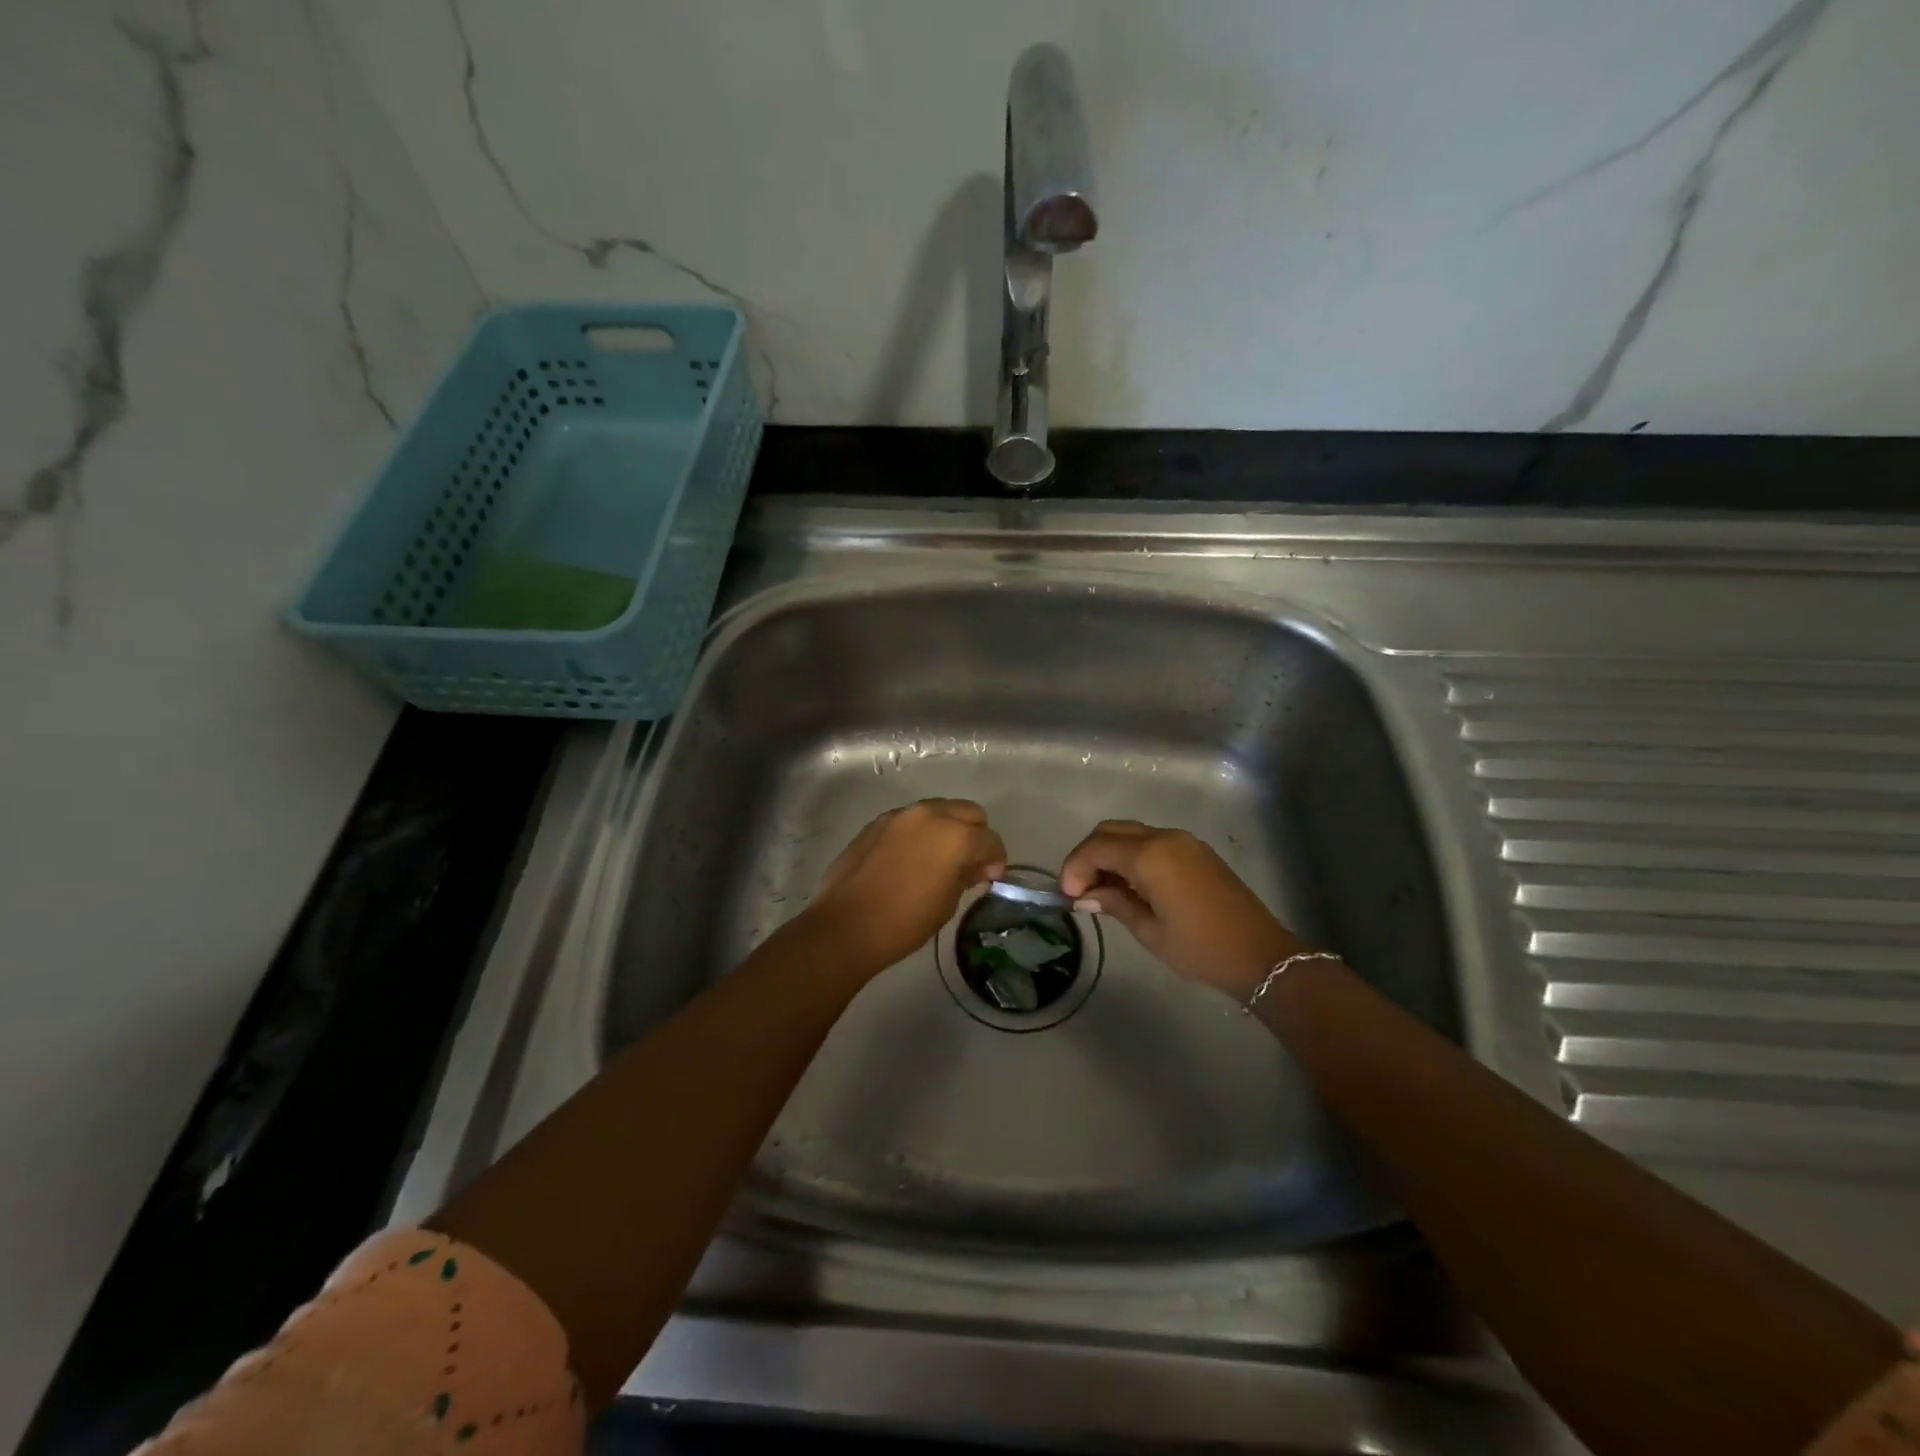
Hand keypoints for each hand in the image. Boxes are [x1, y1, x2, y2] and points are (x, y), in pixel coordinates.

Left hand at [802, 799, 1006, 975]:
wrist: (845, 926)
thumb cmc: (904, 922)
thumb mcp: (947, 903)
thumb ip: (966, 875)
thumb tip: (976, 866)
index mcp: (955, 836)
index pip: (990, 840)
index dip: (996, 860)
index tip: (989, 878)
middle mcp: (930, 815)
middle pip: (969, 812)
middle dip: (975, 835)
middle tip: (969, 863)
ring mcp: (900, 815)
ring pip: (939, 810)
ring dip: (947, 828)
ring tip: (939, 858)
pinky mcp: (877, 822)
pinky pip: (911, 819)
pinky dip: (920, 832)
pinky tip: (911, 858)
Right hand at [1058, 820, 1305, 997]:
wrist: (1260, 954)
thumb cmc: (1200, 948)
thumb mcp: (1149, 932)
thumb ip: (1114, 904)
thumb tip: (1084, 897)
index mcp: (1150, 857)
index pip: (1096, 848)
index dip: (1074, 868)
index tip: (1068, 897)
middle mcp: (1164, 838)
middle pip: (1110, 831)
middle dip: (1088, 856)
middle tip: (1080, 890)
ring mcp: (1183, 841)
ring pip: (1130, 833)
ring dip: (1109, 854)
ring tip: (1103, 891)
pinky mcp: (1195, 850)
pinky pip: (1151, 841)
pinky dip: (1131, 855)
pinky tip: (1130, 885)